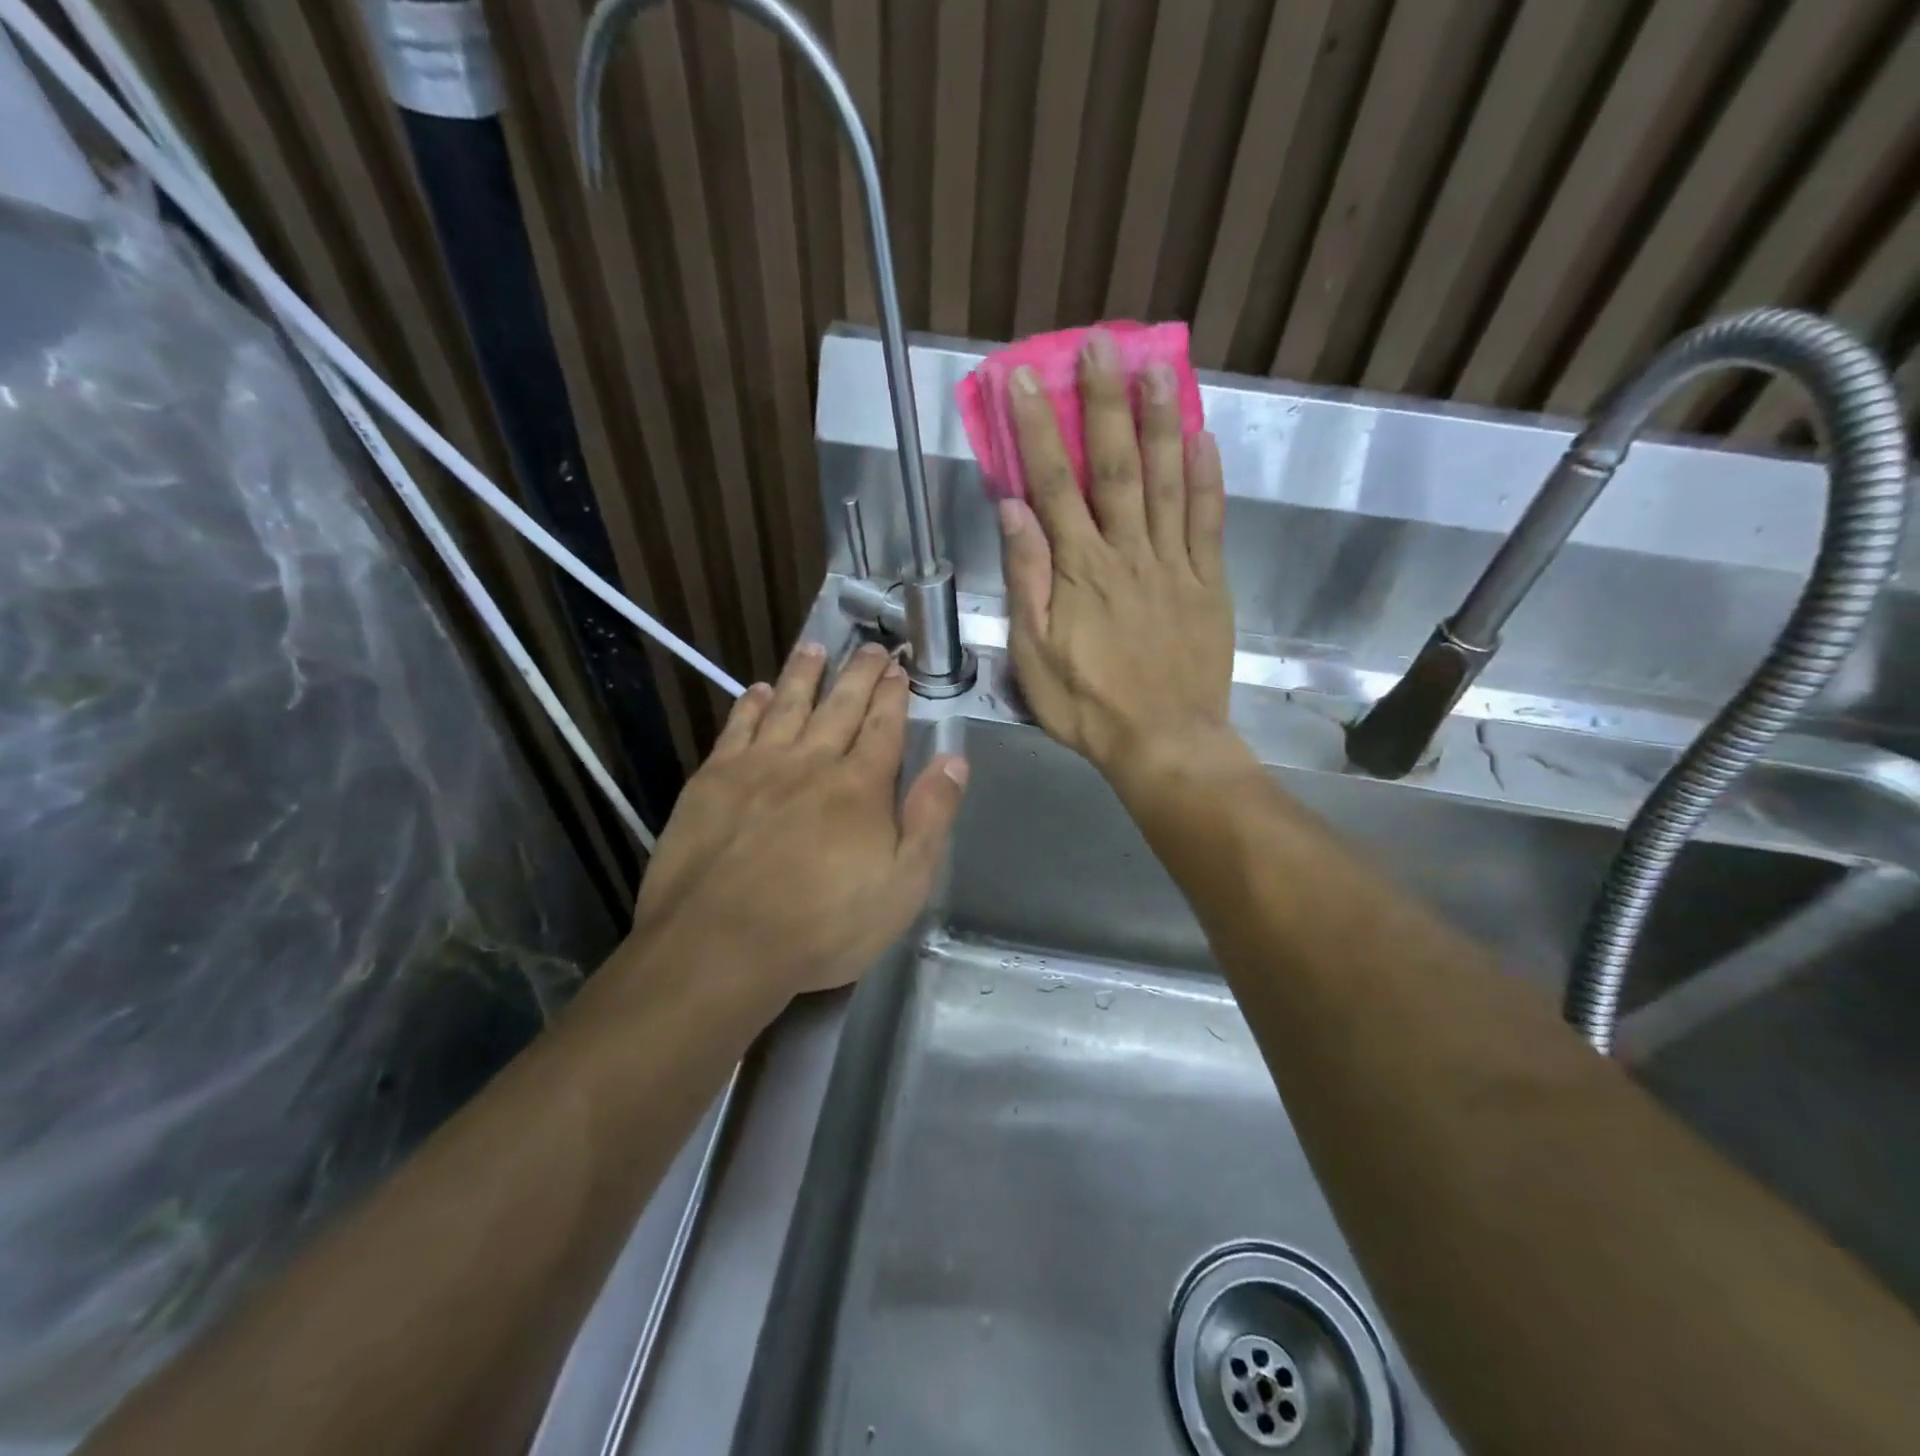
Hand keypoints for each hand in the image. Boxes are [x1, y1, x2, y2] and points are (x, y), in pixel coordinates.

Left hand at [627, 642, 967, 1007]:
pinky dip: (751, 705)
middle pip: (840, 706)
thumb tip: (954, 760)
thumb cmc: (823, 925)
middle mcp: (811, 762)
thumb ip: (931, 818)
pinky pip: (737, 728)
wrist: (720, 946)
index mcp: (860, 786)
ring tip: (815, 647)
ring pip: (788, 705)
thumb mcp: (903, 885)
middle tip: (870, 647)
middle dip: (859, 673)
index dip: (894, 695)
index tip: (899, 669)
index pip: (883, 727)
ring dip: (804, 673)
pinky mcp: (712, 781)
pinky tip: (758, 691)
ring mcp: (757, 767)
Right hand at [1000, 330, 1235, 779]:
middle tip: (1102, 345)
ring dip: (1161, 422)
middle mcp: (1128, 553)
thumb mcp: (1034, 653)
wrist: (1163, 743)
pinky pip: (1209, 523)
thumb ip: (1027, 580)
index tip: (1027, 380)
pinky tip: (1205, 438)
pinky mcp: (1209, 584)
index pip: (1055, 485)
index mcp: (1080, 570)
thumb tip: (1013, 511)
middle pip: (1116, 467)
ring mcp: (1175, 565)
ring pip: (1168, 482)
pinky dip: (1207, 478)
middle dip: (1105, 403)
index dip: (1039, 429)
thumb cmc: (1088, 704)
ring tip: (1159, 366)